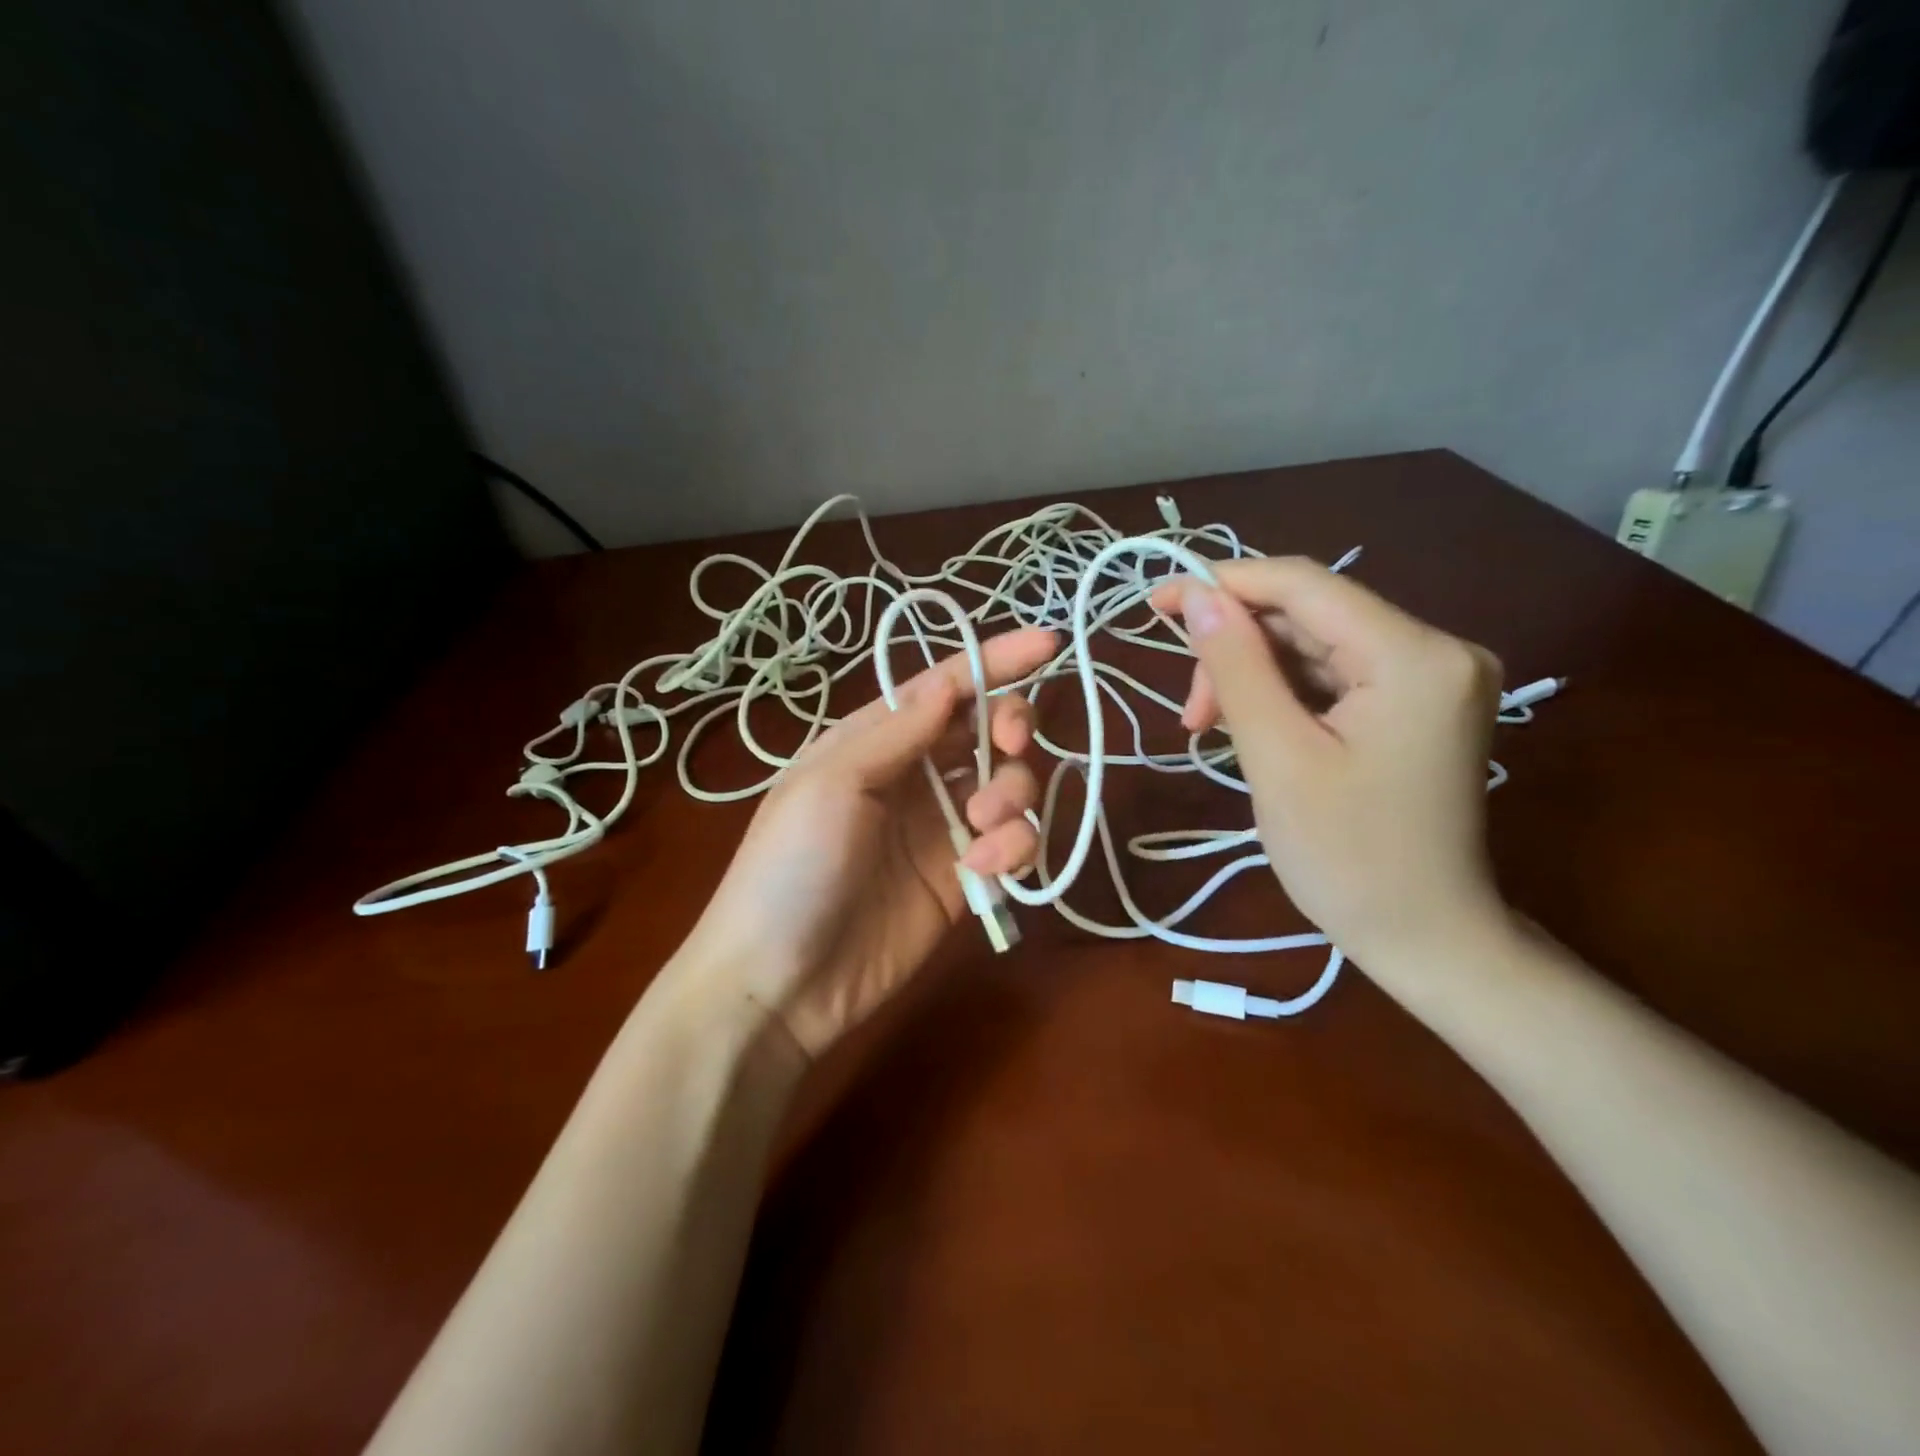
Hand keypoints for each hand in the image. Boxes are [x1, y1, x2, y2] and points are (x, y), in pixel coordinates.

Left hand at [674, 628, 1057, 1059]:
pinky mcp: (963, 877)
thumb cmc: (790, 868)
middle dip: (1011, 727)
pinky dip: (1013, 847)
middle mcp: (914, 774)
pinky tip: (981, 869)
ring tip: (981, 831)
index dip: (995, 661)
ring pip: (1010, 784)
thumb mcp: (830, 784)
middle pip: (987, 729)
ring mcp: (942, 827)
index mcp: (875, 738)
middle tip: (1011, 744)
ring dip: (1013, 794)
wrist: (781, 983)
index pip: (945, 686)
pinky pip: (1012, 844)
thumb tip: (950, 682)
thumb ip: (897, 731)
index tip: (1049, 643)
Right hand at [1153, 559, 1505, 968]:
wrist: (1425, 937)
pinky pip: (1336, 675)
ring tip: (1210, 727)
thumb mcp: (1278, 757)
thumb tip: (1197, 596)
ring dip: (1254, 676)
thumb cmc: (1347, 858)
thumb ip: (1237, 667)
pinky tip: (1253, 728)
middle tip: (1190, 711)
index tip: (1158, 605)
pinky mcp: (1420, 704)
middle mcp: (1438, 650)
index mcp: (1414, 656)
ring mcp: (1434, 677)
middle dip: (1237, 649)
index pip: (1305, 585)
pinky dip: (1285, 694)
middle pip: (1310, 616)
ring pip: (1316, 646)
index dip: (1225, 584)